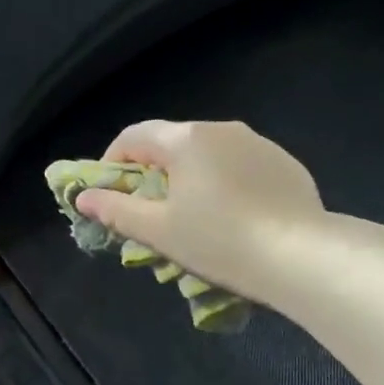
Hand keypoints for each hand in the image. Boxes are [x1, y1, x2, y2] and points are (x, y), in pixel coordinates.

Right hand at [74, 120, 324, 301]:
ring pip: (209, 155)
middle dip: (153, 174)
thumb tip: (83, 197)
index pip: (133, 136)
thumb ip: (117, 210)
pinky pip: (241, 167)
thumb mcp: (159, 231)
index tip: (109, 194)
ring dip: (190, 179)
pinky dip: (226, 184)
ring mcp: (258, 143)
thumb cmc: (218, 241)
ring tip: (194, 219)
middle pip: (172, 144)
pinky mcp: (285, 164)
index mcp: (185, 139)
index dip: (112, 162)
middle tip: (150, 214)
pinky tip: (235, 218)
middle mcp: (221, 129)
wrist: (299, 255)